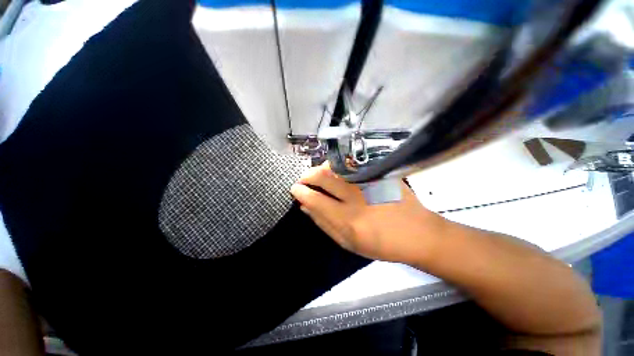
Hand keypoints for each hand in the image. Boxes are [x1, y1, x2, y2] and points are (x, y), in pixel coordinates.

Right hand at [290, 162, 445, 263]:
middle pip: (324, 177)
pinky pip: (352, 164)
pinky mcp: (380, 174)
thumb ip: (324, 224)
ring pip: (336, 166)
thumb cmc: (382, 244)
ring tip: (318, 175)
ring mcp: (369, 182)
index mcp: (348, 220)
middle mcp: (357, 198)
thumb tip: (305, 207)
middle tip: (303, 179)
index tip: (294, 188)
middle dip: (308, 175)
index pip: (315, 200)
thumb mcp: (349, 243)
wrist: (418, 233)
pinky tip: (336, 171)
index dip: (301, 192)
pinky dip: (338, 165)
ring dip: (321, 168)